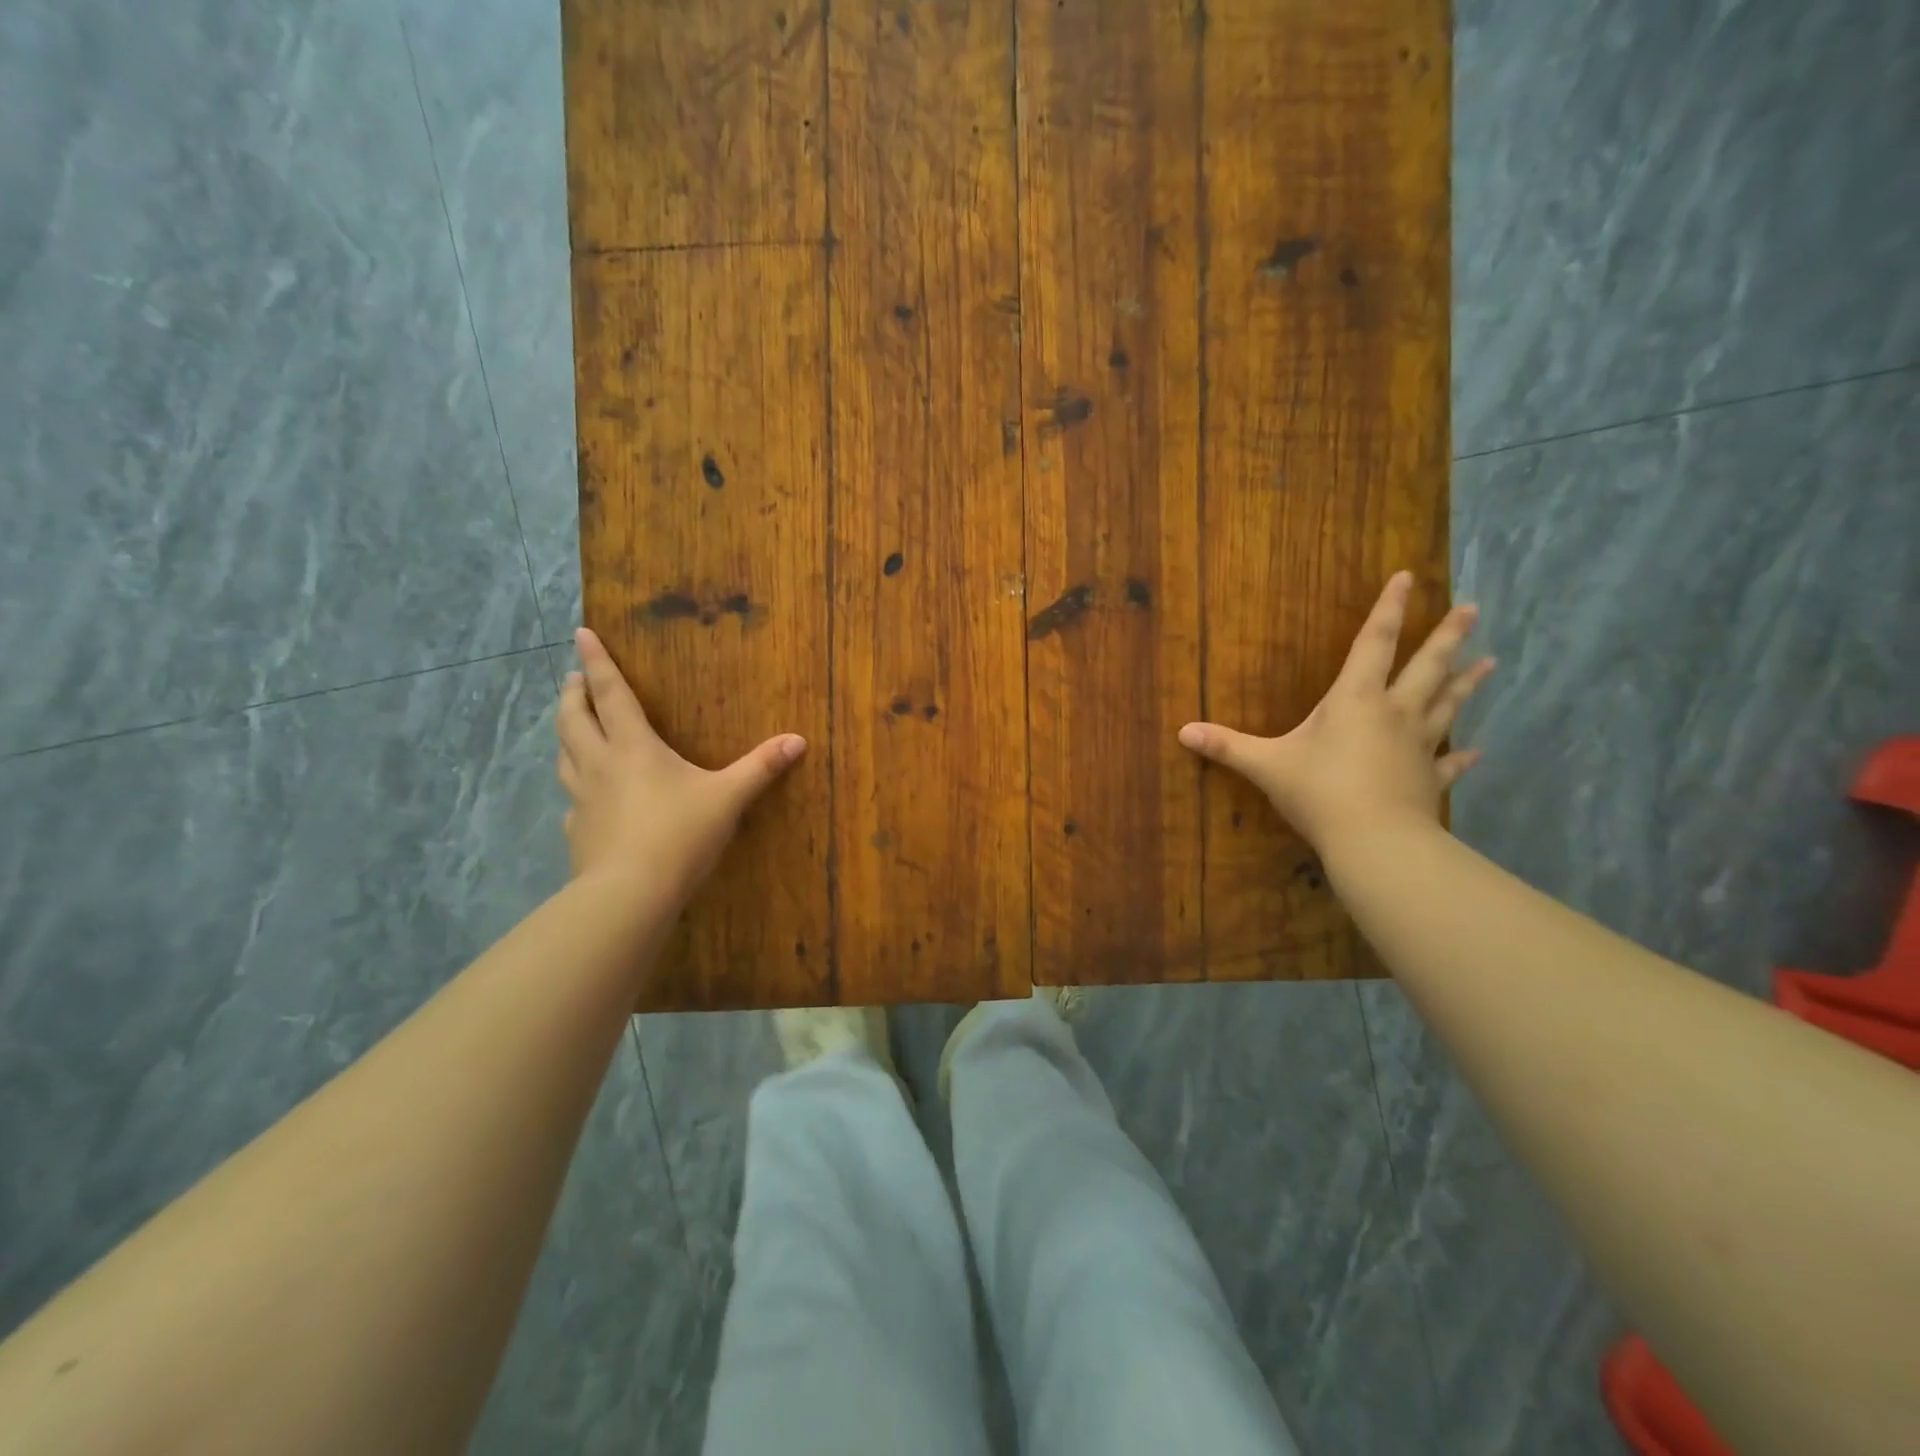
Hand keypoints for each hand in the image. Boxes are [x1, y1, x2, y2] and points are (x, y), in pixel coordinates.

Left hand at [556, 627, 805, 899]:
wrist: (630, 894)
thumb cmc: (680, 834)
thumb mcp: (728, 798)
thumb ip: (761, 768)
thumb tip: (798, 740)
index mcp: (633, 747)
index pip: (611, 693)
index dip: (596, 662)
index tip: (580, 633)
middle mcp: (600, 764)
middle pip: (575, 718)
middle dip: (573, 693)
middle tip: (573, 678)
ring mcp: (582, 799)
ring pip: (564, 754)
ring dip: (567, 732)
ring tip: (574, 725)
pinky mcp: (577, 831)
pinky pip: (572, 798)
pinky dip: (576, 784)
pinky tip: (586, 797)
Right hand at [1178, 572, 1493, 850]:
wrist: (1374, 841)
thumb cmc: (1319, 792)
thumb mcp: (1265, 766)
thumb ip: (1226, 747)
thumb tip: (1182, 731)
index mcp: (1355, 700)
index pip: (1374, 643)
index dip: (1388, 609)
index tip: (1408, 577)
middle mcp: (1394, 713)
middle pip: (1426, 667)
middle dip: (1446, 636)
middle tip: (1472, 609)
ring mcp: (1418, 746)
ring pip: (1446, 706)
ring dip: (1466, 684)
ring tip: (1491, 662)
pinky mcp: (1429, 779)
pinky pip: (1450, 762)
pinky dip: (1463, 757)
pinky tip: (1479, 752)